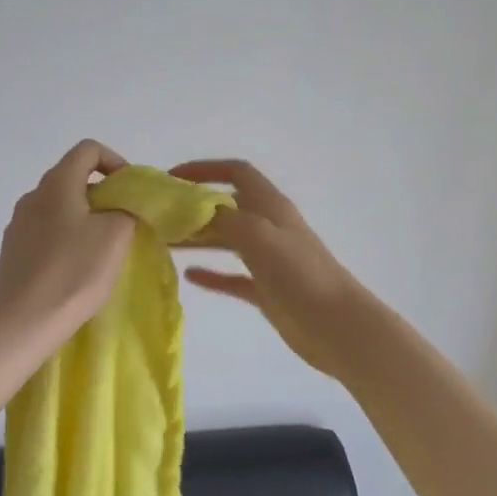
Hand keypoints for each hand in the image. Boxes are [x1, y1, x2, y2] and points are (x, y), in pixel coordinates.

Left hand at [0, 140, 137, 335]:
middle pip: (72, 178)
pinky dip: (66, 239)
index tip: (130, 191)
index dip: (114, 161)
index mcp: (56, 184)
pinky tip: (76, 270)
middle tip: (123, 223)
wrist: (22, 323)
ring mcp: (18, 225)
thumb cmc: (73, 272)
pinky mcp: (12, 253)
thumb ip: (126, 211)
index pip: (87, 149)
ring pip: (59, 208)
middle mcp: (32, 197)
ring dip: (85, 219)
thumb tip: (120, 209)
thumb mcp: (115, 236)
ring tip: (102, 250)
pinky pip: (46, 233)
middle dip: (103, 195)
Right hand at [168, 159, 376, 378]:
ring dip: (197, 238)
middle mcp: (268, 227)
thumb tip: (193, 207)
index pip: (236, 172)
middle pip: (226, 207)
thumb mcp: (257, 235)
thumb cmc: (299, 273)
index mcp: (270, 206)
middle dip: (193, 207)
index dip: (205, 169)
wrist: (337, 326)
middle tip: (159, 215)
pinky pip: (232, 276)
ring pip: (226, 240)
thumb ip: (223, 217)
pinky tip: (189, 276)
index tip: (172, 179)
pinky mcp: (266, 290)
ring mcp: (267, 259)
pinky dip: (211, 274)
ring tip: (164, 242)